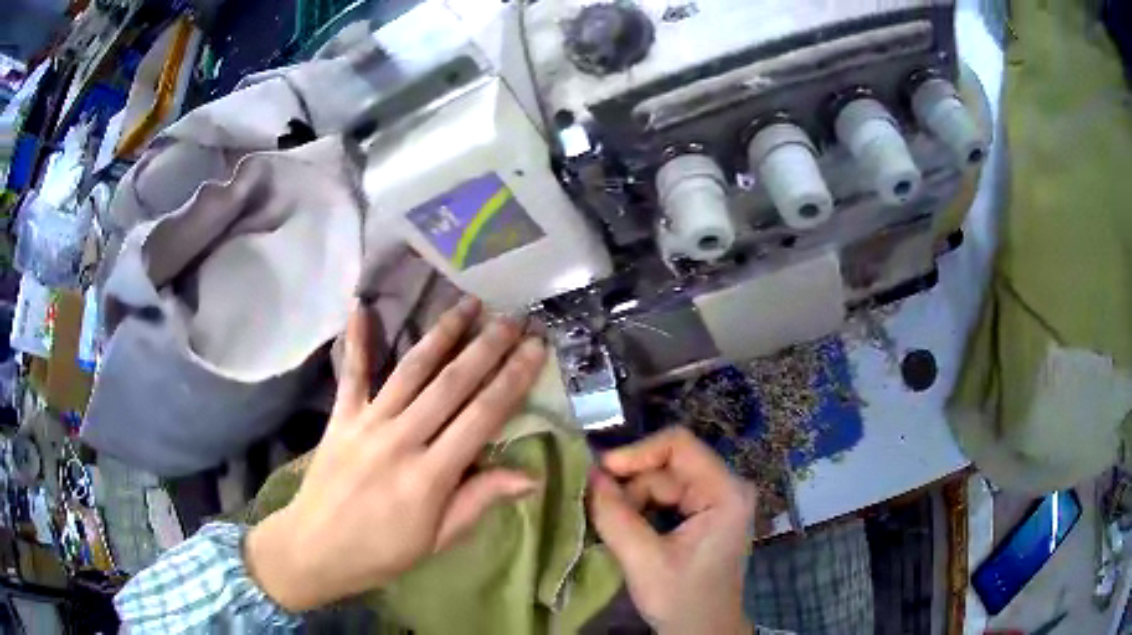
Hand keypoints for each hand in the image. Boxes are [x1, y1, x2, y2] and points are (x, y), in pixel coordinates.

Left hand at [246, 297, 547, 611]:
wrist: (315, 548)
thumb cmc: (382, 552)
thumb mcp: (438, 539)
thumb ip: (479, 500)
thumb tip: (531, 475)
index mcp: (430, 475)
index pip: (482, 417)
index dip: (512, 380)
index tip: (535, 348)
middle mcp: (401, 439)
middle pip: (451, 384)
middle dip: (487, 347)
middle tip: (512, 316)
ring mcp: (368, 423)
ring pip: (412, 370)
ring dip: (442, 334)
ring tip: (468, 303)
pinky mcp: (341, 418)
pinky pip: (352, 374)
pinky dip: (356, 340)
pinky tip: (361, 306)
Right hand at [589, 427, 756, 634]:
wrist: (702, 632)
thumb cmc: (682, 600)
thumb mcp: (644, 560)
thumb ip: (615, 515)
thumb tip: (588, 474)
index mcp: (725, 493)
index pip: (679, 445)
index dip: (636, 453)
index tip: (599, 473)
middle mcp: (725, 488)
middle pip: (667, 467)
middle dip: (629, 486)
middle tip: (594, 507)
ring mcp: (715, 501)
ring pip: (661, 482)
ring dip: (631, 500)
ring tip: (606, 523)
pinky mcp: (703, 515)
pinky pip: (665, 499)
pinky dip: (640, 509)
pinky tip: (623, 527)